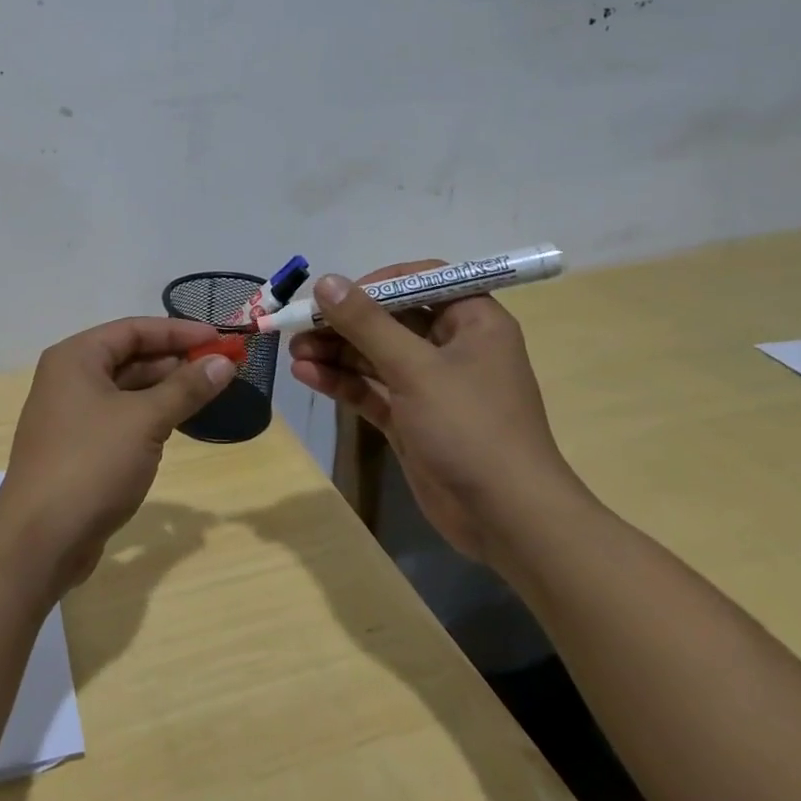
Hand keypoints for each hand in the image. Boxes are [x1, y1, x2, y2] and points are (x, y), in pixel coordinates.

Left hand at [0, 318, 235, 593]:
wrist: (40, 538)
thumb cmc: (92, 464)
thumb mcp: (145, 421)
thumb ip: (186, 388)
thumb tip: (224, 361)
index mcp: (76, 357)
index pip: (133, 329)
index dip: (179, 331)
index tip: (220, 339)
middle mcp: (68, 378)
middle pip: (129, 356)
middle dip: (175, 360)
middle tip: (221, 367)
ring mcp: (71, 414)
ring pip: (125, 388)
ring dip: (165, 389)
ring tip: (208, 392)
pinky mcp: (78, 446)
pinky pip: (119, 417)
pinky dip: (149, 415)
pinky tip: (178, 422)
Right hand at [288, 262, 592, 565]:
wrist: (506, 519)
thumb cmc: (470, 428)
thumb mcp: (415, 369)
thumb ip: (367, 323)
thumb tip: (326, 281)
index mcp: (473, 322)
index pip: (421, 281)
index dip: (376, 283)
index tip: (336, 294)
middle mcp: (452, 347)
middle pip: (390, 319)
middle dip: (344, 322)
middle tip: (300, 325)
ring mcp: (431, 386)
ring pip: (375, 355)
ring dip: (335, 351)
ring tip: (294, 351)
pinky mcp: (412, 419)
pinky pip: (371, 389)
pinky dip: (341, 381)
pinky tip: (306, 375)